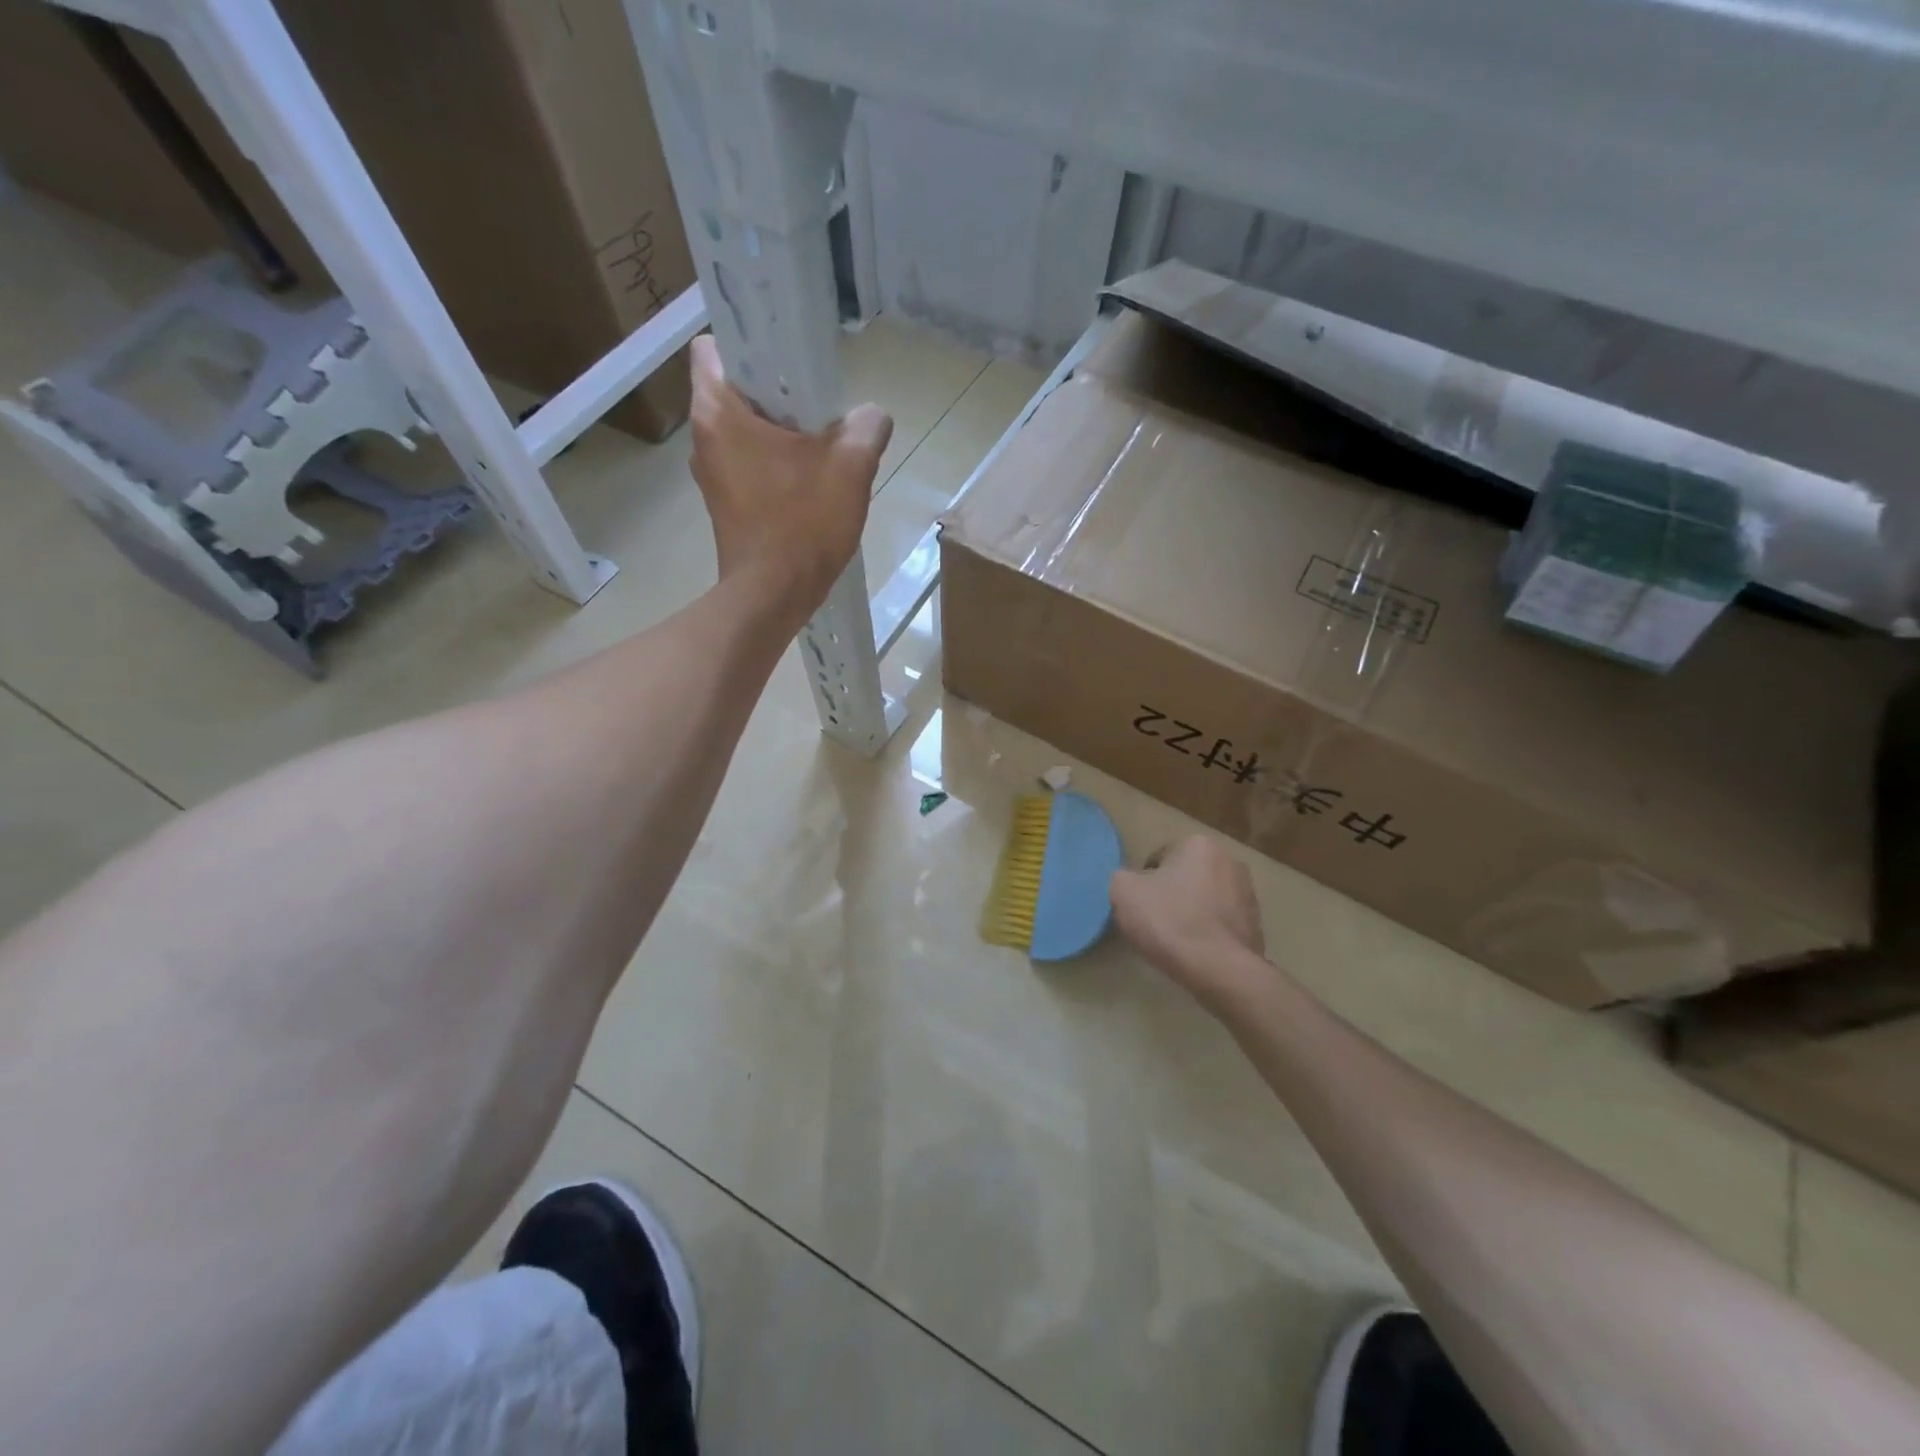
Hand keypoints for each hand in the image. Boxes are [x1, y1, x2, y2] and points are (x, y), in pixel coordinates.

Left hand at [687, 334, 893, 614]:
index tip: (790, 361)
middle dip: (776, 393)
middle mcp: (703, 439)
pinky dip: (774, 466)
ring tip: (821, 447)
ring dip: (778, 434)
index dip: (751, 344)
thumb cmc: (802, 525)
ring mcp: (711, 476)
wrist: (773, 597)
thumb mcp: (849, 468)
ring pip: (744, 433)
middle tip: (819, 406)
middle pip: (735, 391)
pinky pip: (749, 467)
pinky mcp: (725, 506)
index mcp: (718, 412)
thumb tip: (872, 416)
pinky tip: (809, 484)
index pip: (715, 348)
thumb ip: (866, 429)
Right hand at [1110, 836, 1270, 1016]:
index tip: (1139, 907)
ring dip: (1191, 913)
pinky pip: (1221, 923)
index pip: (1158, 858)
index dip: (1143, 883)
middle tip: (1154, 922)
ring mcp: (1248, 893)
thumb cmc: (1170, 922)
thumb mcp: (1123, 893)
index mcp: (1198, 844)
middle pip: (1185, 876)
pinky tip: (1196, 952)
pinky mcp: (1257, 924)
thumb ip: (1121, 878)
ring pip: (1204, 899)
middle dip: (1170, 895)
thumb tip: (1131, 884)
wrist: (1221, 971)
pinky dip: (1208, 932)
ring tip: (1176, 940)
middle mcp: (1229, 860)